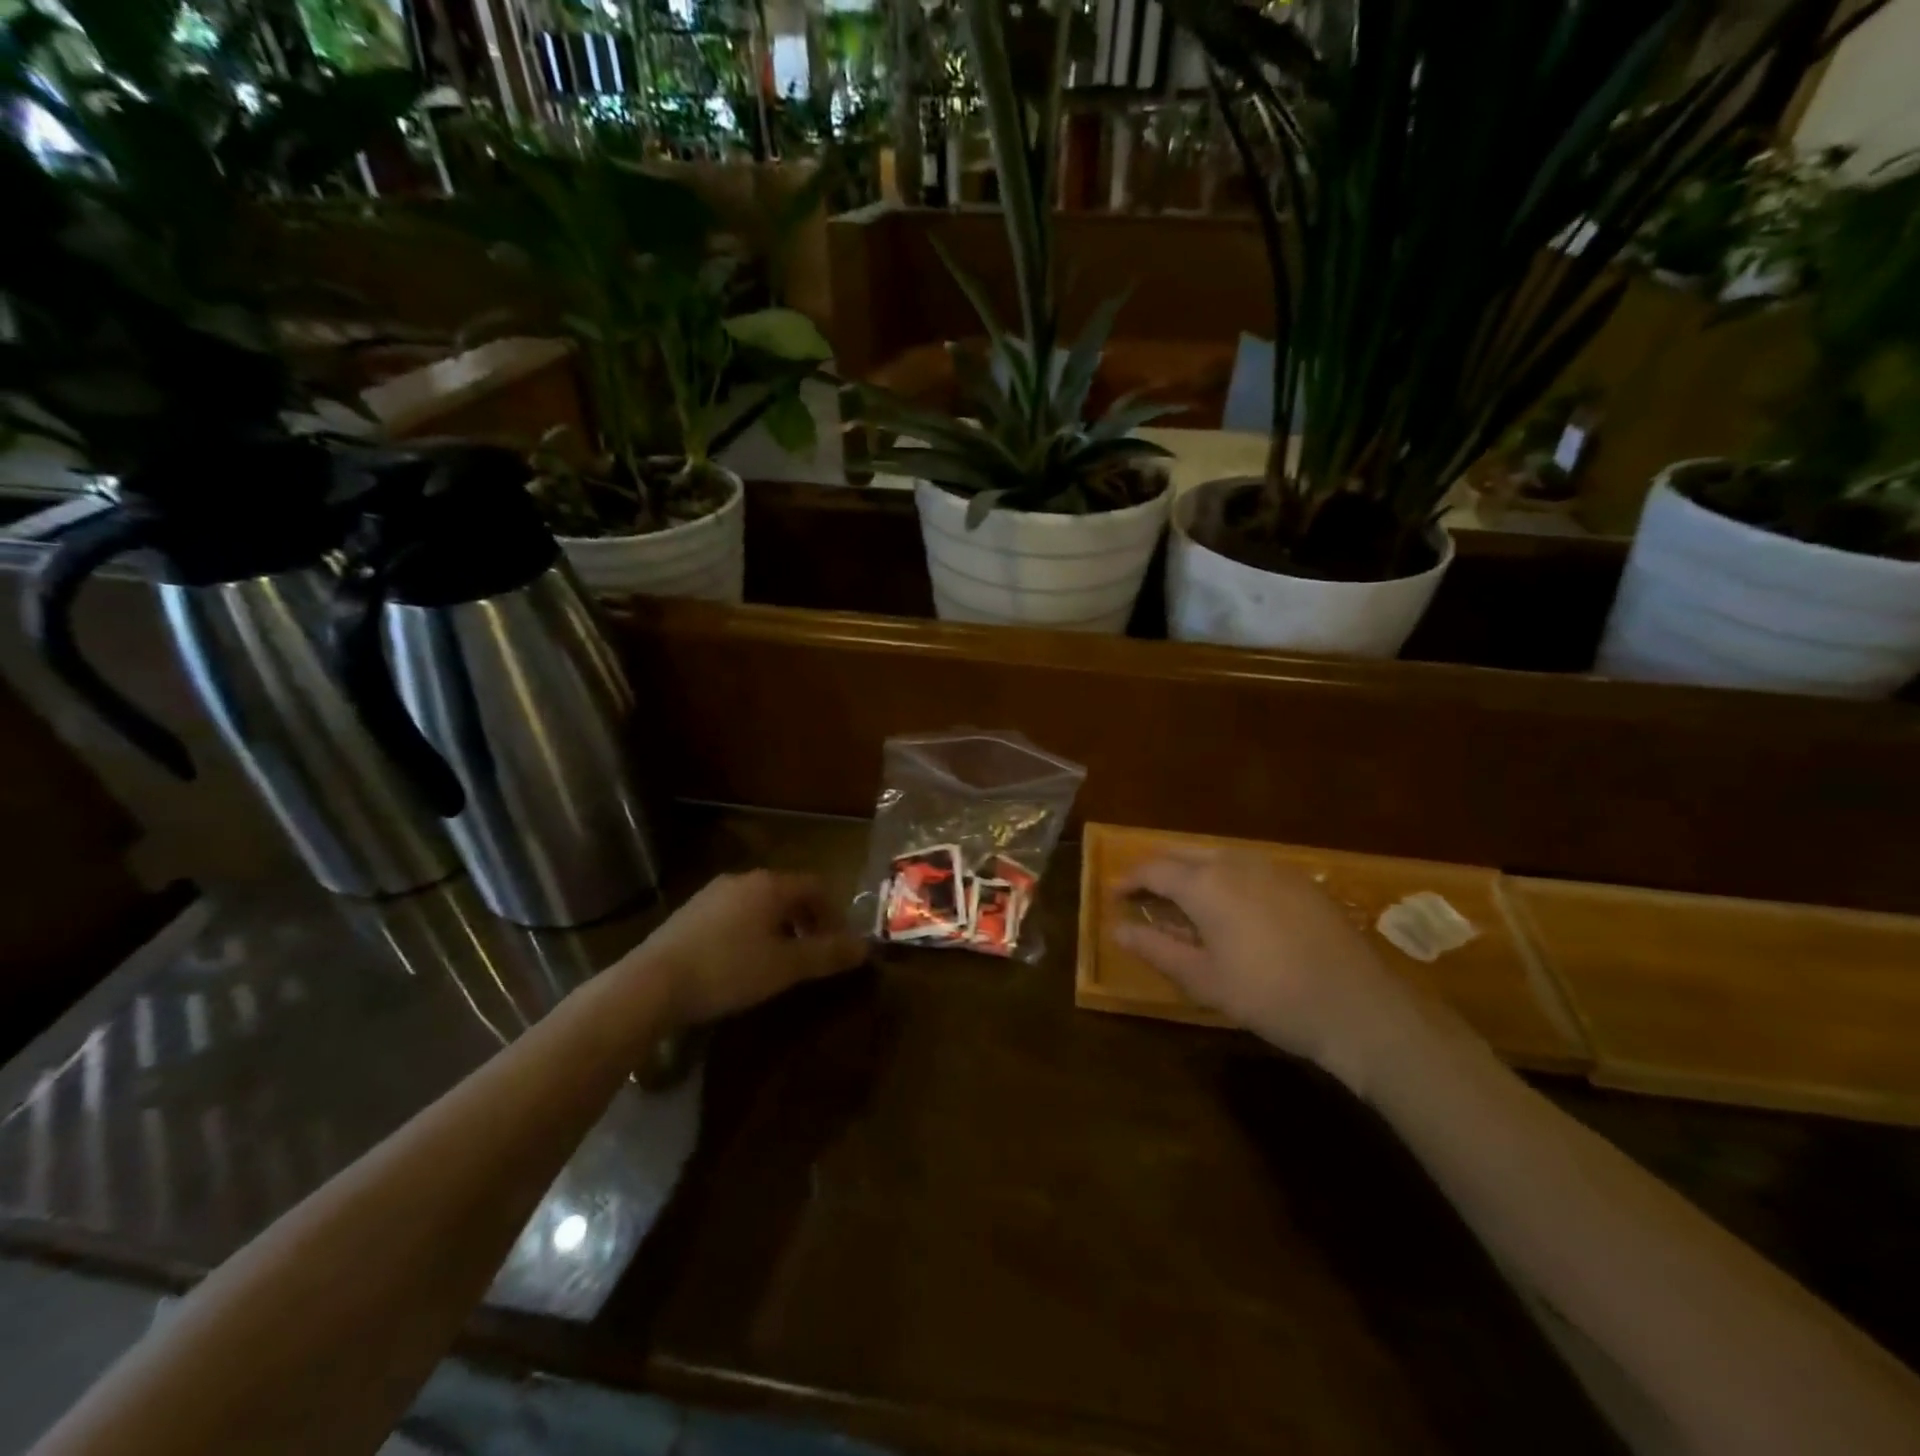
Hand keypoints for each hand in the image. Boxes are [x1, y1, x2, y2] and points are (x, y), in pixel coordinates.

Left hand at [634, 870, 866, 1025]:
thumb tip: (866, 947)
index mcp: (770, 884)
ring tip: (780, 961)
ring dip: (779, 927)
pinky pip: (734, 915)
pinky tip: (741, 963)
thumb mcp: (785, 967)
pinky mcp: (689, 913)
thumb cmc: (728, 970)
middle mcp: (743, 879)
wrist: (650, 985)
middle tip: (814, 954)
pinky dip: (751, 932)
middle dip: (807, 921)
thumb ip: (827, 954)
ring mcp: (712, 894)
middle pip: (788, 893)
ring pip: (760, 904)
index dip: (835, 913)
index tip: (839, 944)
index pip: (817, 886)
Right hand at [1113, 849, 1425, 1090]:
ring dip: (1192, 871)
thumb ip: (1156, 949)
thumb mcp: (1204, 980)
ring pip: (1217, 856)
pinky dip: (1226, 878)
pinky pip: (1248, 867)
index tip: (1113, 894)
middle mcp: (1235, 863)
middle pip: (1183, 854)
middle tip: (1142, 895)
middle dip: (1158, 870)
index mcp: (1205, 884)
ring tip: (1183, 900)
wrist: (1358, 1007)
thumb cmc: (1269, 996)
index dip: (1129, 880)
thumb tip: (1117, 930)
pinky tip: (1232, 906)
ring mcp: (1273, 868)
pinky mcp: (1300, 880)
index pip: (1154, 870)